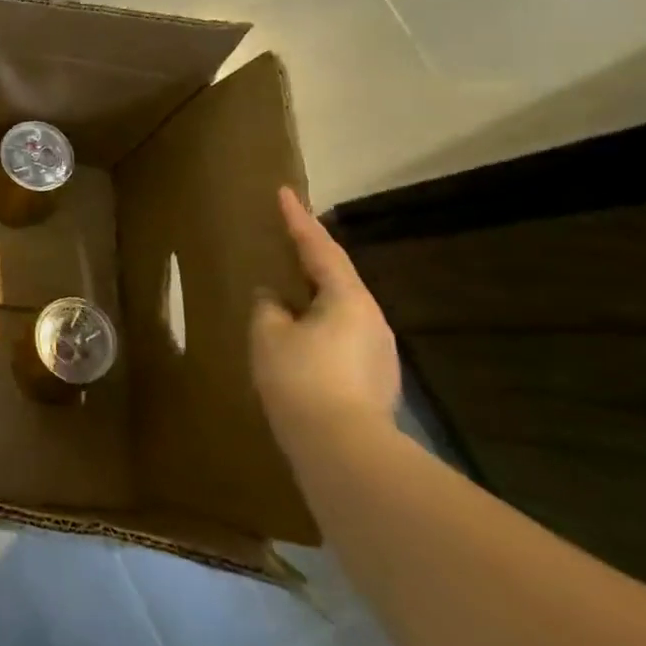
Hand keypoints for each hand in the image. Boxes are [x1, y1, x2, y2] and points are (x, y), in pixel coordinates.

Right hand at [252, 187, 400, 444]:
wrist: (344, 452)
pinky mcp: (374, 382)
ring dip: (314, 298)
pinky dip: (318, 329)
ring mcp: (378, 354)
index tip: (285, 193)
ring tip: (287, 295)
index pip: (319, 247)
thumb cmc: (301, 379)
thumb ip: (268, 308)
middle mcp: (371, 320)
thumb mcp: (269, 335)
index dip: (298, 219)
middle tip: (286, 243)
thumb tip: (273, 299)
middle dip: (310, 259)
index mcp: (348, 299)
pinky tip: (299, 342)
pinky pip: (341, 340)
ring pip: (340, 312)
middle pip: (336, 279)